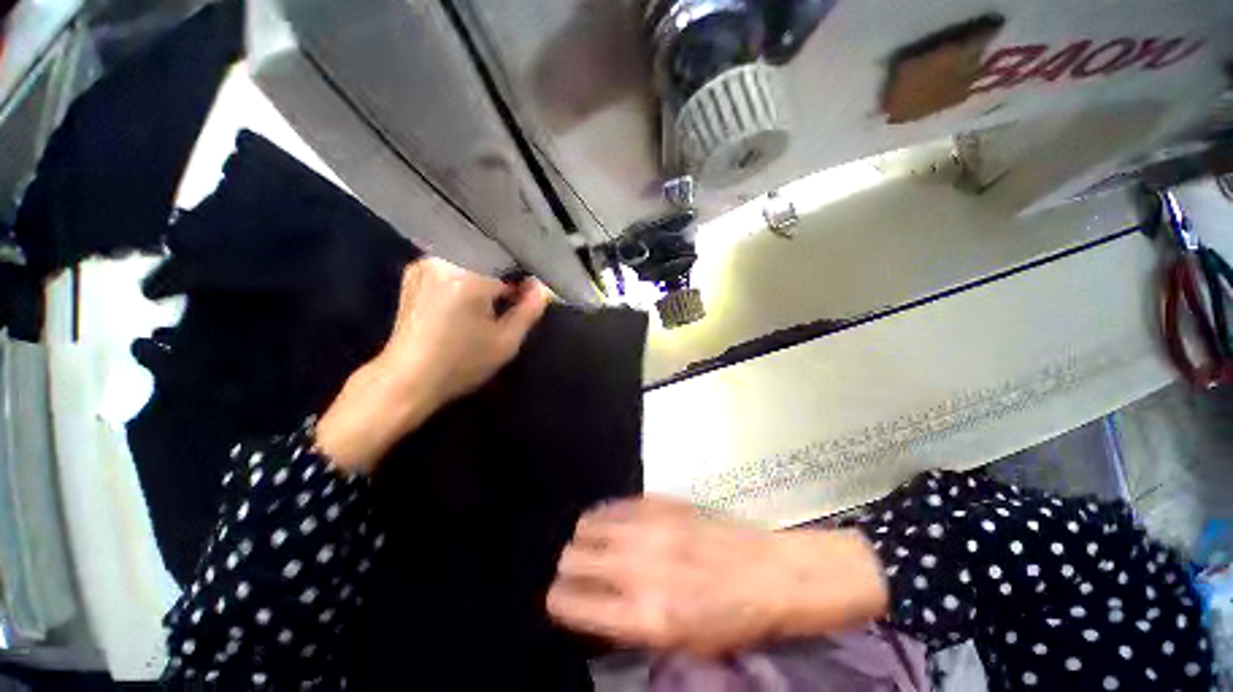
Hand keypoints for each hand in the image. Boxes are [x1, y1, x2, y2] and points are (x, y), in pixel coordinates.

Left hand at [316, 259, 549, 472]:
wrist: (407, 380)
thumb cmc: (461, 364)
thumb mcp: (506, 341)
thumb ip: (530, 310)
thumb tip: (543, 288)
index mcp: (467, 275)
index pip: (510, 261)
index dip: (525, 279)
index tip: (530, 298)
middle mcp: (443, 259)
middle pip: (489, 255)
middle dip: (506, 275)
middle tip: (513, 301)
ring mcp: (425, 264)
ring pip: (472, 258)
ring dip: (487, 275)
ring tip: (492, 302)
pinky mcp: (415, 273)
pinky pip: (453, 263)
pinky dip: (469, 275)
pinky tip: (470, 300)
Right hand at [546, 497, 887, 657]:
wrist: (769, 572)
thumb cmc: (731, 619)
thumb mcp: (680, 642)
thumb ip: (631, 624)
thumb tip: (597, 606)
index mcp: (645, 615)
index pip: (573, 603)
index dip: (558, 602)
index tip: (558, 599)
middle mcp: (639, 567)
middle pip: (573, 558)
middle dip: (569, 569)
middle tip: (579, 572)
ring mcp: (650, 528)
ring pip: (587, 526)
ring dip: (584, 539)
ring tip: (593, 545)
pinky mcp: (660, 502)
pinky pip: (614, 505)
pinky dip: (604, 515)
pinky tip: (611, 523)